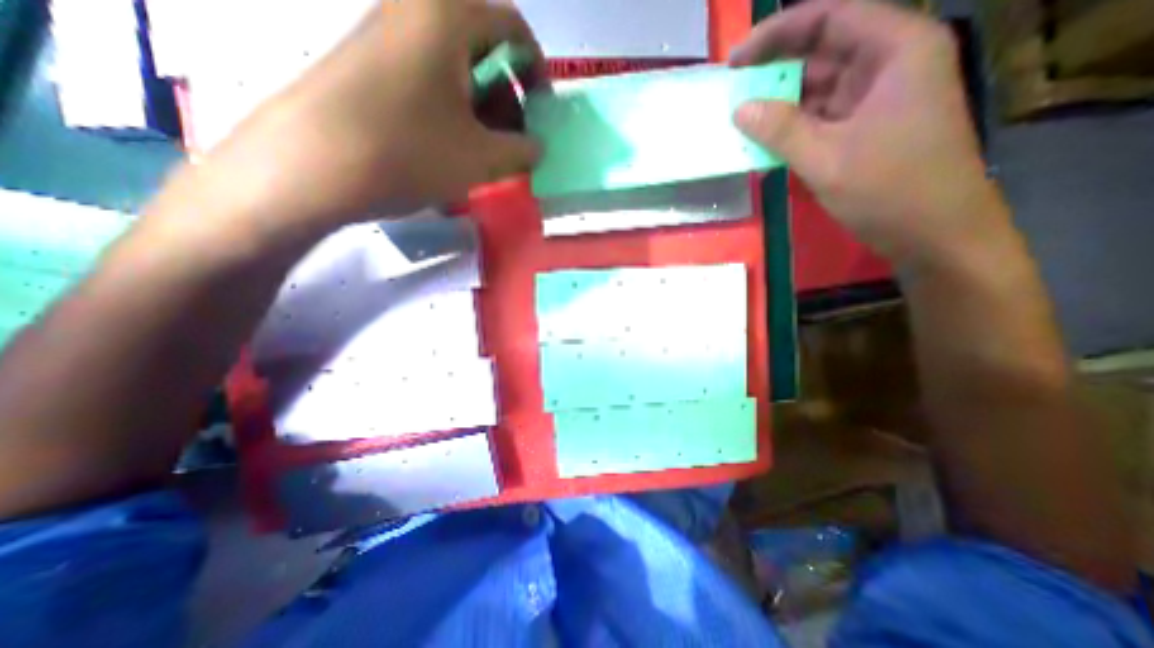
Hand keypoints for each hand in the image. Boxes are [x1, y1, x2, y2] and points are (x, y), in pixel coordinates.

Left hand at [205, 0, 541, 227]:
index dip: (536, 69)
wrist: (312, 165)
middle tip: (513, 138)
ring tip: (484, 150)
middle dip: (508, 94)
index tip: (541, 109)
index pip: (513, 27)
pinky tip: (449, 147)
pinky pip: (426, 79)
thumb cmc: (411, 152)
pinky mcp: (367, 65)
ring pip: (454, 67)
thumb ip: (522, 150)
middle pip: (482, 46)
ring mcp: (384, 36)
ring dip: (480, 107)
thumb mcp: (482, 158)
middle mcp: (413, 11)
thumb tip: (536, 147)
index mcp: (447, 16)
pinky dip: (451, 110)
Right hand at [733, 1, 995, 267]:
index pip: (829, 19)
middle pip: (823, 52)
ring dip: (780, 105)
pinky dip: (792, 128)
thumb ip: (780, 130)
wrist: (934, 234)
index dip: (776, 35)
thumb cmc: (890, 190)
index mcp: (895, 50)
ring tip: (741, 120)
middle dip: (774, 72)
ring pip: (818, 89)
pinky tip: (765, 142)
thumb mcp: (826, 159)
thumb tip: (739, 110)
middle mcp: (889, 64)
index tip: (734, 63)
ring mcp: (877, 99)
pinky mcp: (865, 129)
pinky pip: (820, 118)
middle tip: (732, 94)